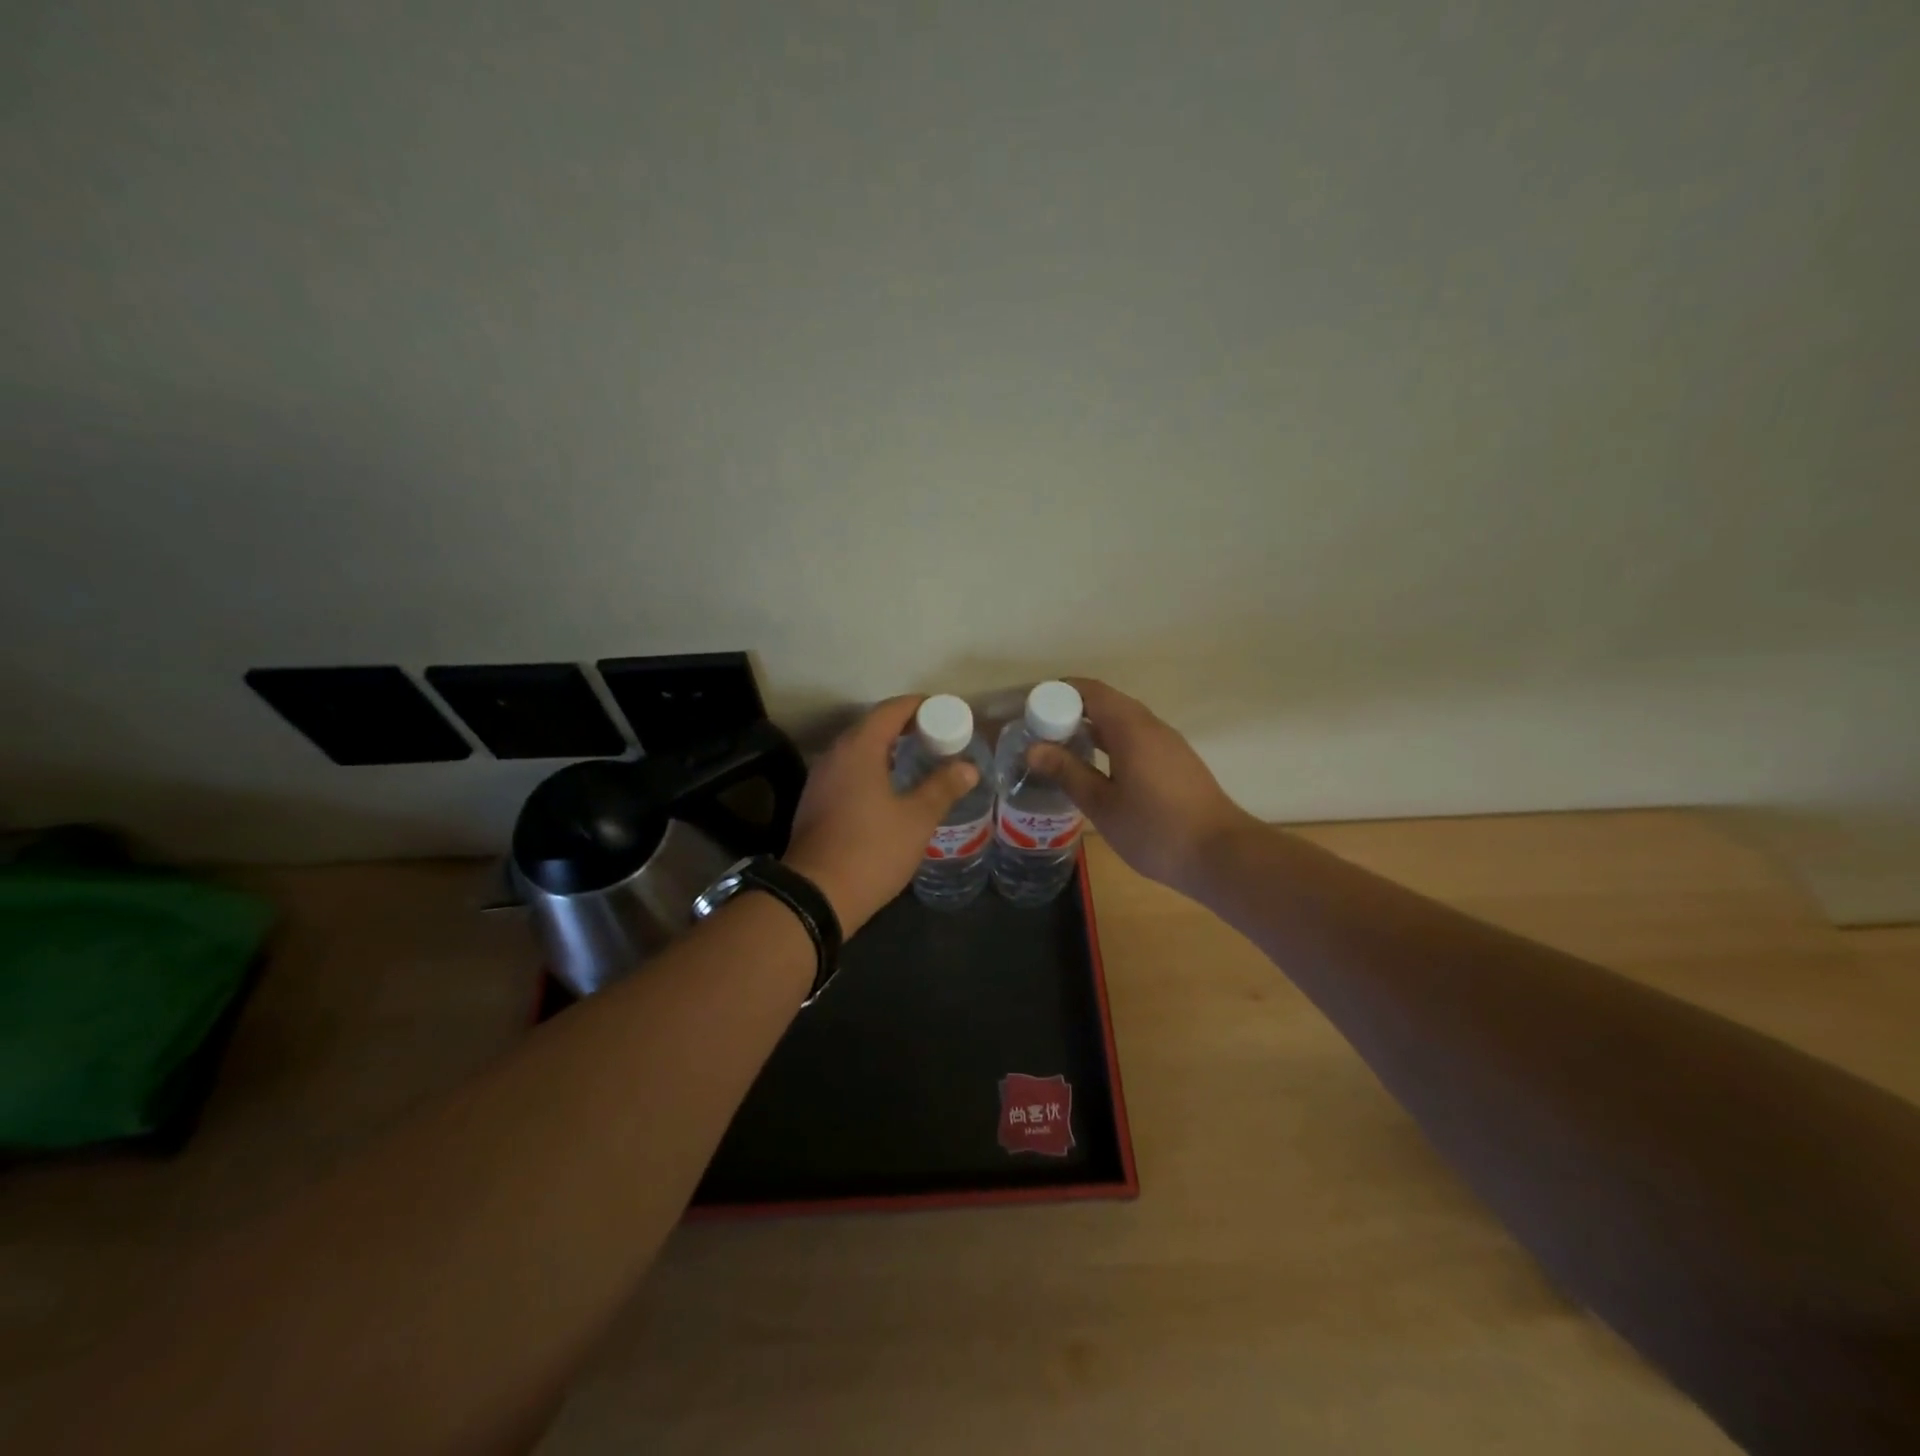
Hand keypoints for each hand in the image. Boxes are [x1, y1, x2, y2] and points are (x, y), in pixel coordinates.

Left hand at [783, 696, 980, 933]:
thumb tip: (968, 767)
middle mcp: (835, 755)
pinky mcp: (815, 802)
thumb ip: (942, 787)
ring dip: (887, 749)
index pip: (891, 709)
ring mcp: (820, 779)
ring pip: (858, 750)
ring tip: (918, 761)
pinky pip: (848, 771)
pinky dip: (871, 769)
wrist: (816, 895)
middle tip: (938, 737)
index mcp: (859, 748)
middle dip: (906, 726)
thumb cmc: (871, 850)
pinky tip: (890, 789)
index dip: (921, 706)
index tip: (946, 712)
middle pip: (872, 726)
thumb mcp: (916, 819)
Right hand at [1026, 678, 1254, 893]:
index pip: (1090, 691)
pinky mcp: (1176, 762)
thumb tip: (1033, 748)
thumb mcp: (1102, 804)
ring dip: (1091, 727)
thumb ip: (1068, 772)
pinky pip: (1136, 738)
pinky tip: (1096, 768)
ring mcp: (1168, 743)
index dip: (1057, 692)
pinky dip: (1110, 742)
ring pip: (1123, 721)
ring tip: (1060, 749)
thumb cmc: (1155, 830)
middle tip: (1038, 732)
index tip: (1030, 710)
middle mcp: (1151, 726)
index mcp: (1131, 728)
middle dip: (1070, 710)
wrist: (1221, 855)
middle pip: (1106, 702)